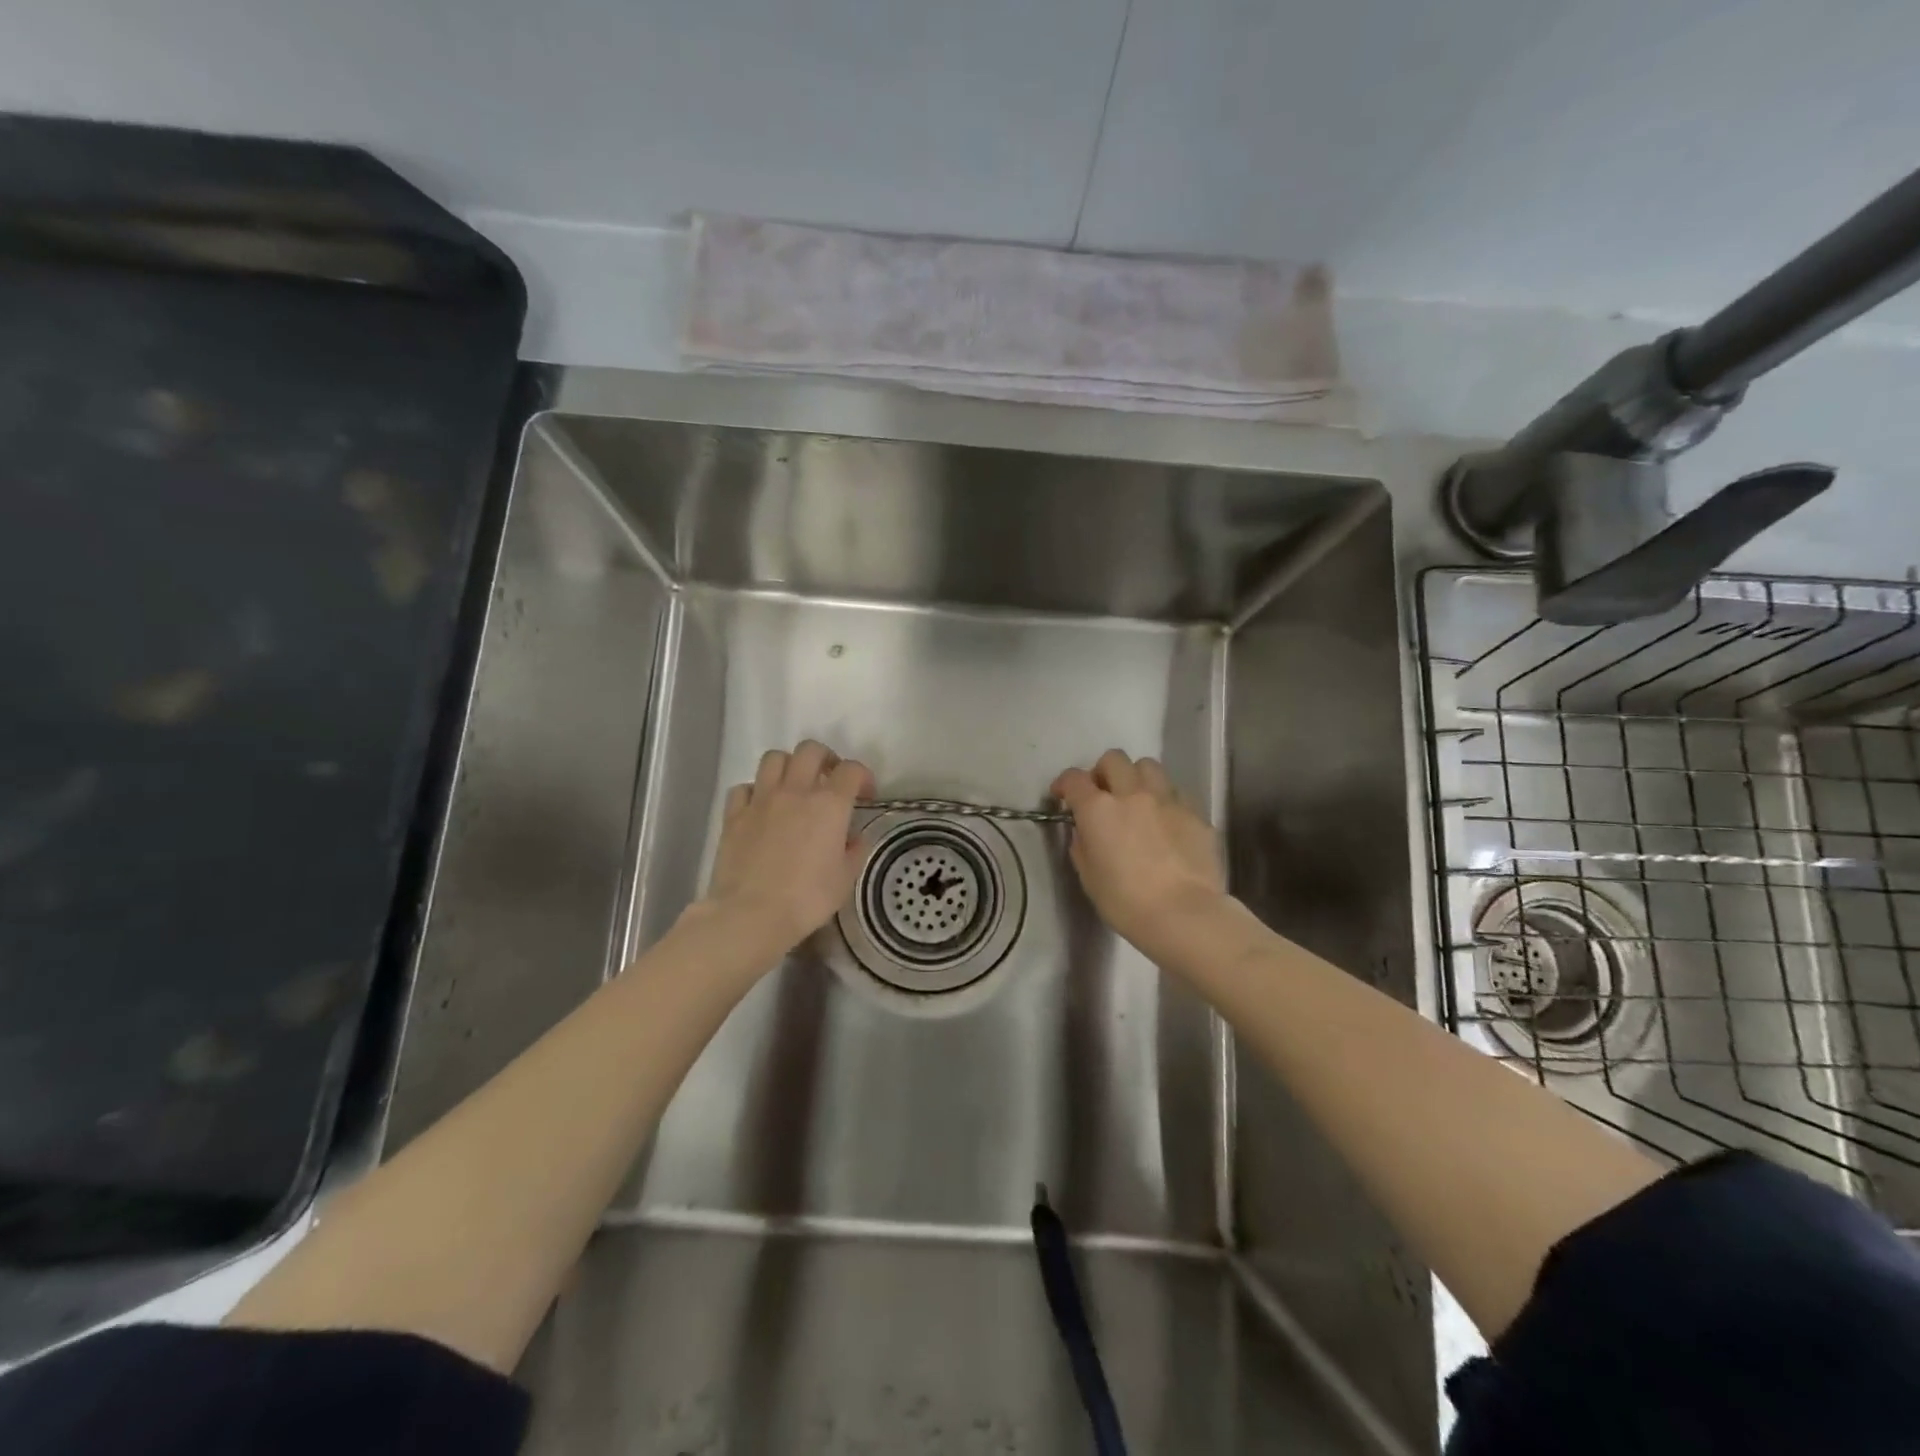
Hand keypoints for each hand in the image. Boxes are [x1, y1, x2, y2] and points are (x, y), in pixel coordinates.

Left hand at [703, 740, 875, 952]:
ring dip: (788, 766)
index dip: (863, 776)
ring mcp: (761, 800)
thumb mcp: (845, 879)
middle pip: (810, 750)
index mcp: (829, 804)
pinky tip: (761, 808)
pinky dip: (755, 791)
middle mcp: (795, 791)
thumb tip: (853, 838)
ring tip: (794, 786)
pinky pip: (744, 788)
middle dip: (825, 758)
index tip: (865, 794)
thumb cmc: (807, 899)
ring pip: (774, 758)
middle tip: (829, 779)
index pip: (851, 770)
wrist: (751, 914)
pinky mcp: (733, 815)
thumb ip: (855, 851)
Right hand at [1051, 750, 1225, 947]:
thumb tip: (1085, 832)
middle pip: (1114, 759)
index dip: (1064, 784)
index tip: (1062, 796)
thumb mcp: (1089, 877)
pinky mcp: (1195, 813)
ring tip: (1137, 800)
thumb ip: (1082, 846)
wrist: (1184, 915)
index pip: (1074, 779)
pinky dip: (1164, 801)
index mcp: (1098, 809)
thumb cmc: (1126, 902)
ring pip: (1149, 766)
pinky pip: (1176, 793)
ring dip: (1136, 778)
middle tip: (1103, 795)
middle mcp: (1132, 794)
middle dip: (1103, 772)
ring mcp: (1167, 800)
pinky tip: (1166, 823)